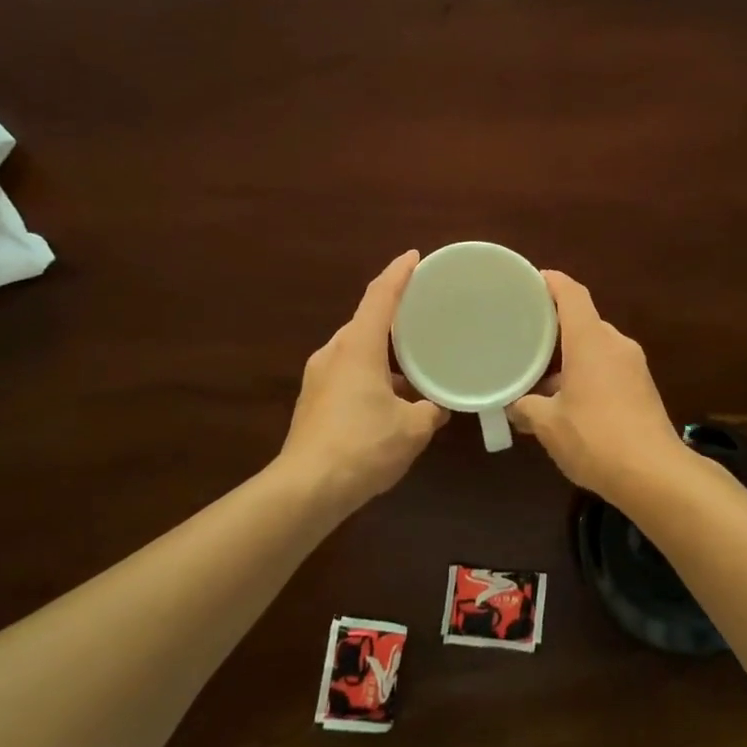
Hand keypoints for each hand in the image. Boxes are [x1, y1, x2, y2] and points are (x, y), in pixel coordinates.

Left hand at [280, 251, 448, 505]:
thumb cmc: (363, 447)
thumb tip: (440, 406)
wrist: (305, 490)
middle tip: (424, 312)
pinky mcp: (313, 401)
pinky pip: (348, 371)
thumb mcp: (412, 429)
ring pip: (356, 349)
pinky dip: (372, 372)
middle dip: (393, 314)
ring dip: (383, 350)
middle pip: (366, 321)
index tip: (414, 256)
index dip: (399, 273)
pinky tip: (392, 395)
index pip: (379, 296)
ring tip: (414, 358)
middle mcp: (334, 353)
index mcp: (358, 346)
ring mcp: (318, 377)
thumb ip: (431, 410)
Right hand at [508, 271, 689, 502]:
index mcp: (591, 341)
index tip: (530, 281)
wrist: (655, 475)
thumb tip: (513, 406)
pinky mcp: (643, 388)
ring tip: (538, 376)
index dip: (551, 282)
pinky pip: (608, 368)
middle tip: (522, 337)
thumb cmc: (595, 438)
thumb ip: (526, 408)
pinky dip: (586, 373)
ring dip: (569, 357)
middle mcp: (615, 344)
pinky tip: (566, 400)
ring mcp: (633, 366)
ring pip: (595, 348)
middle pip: (583, 322)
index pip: (572, 294)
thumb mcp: (549, 424)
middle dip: (553, 328)